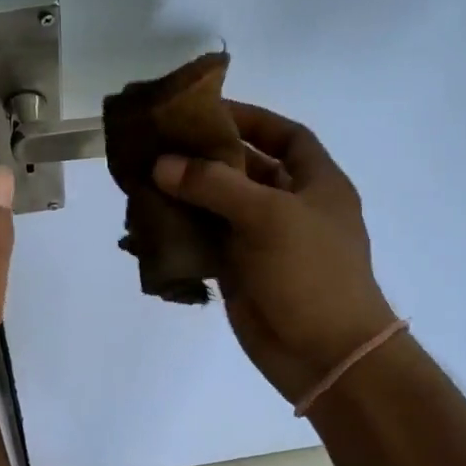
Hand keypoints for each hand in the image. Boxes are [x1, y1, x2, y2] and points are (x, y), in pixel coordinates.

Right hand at [153, 102, 396, 402]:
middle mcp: (288, 206)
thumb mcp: (269, 216)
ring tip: (141, 182)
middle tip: (158, 145)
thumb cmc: (311, 273)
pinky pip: (204, 243)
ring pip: (217, 207)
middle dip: (204, 157)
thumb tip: (162, 164)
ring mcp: (262, 241)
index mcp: (315, 183)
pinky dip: (178, 235)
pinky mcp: (239, 271)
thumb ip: (214, 185)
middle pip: (243, 169)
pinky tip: (145, 228)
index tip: (207, 111)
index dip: (252, 118)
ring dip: (184, 196)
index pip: (285, 135)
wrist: (324, 354)